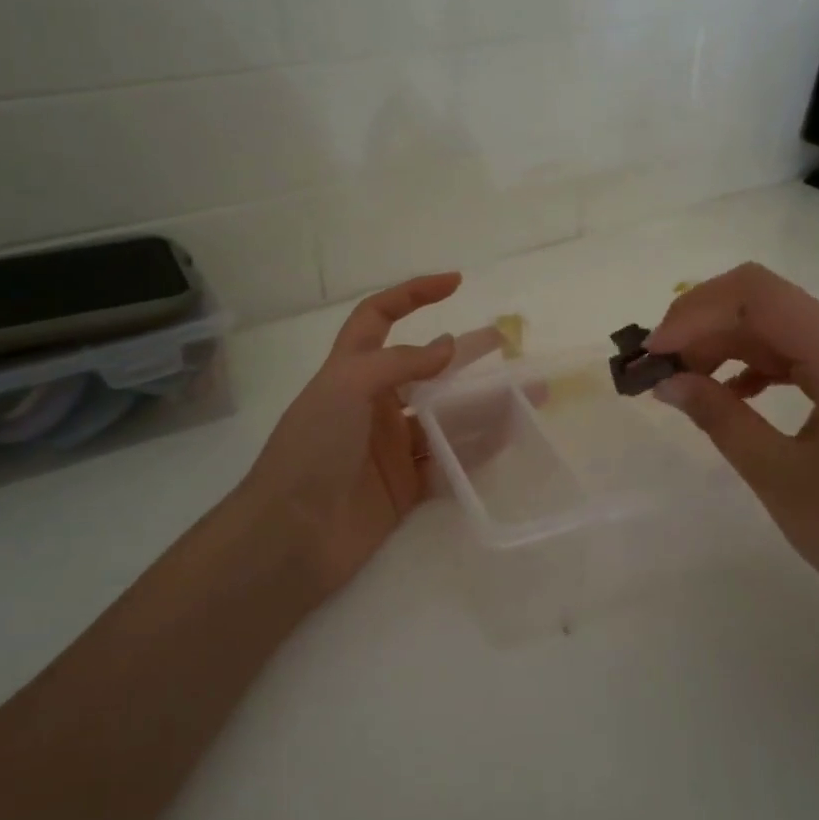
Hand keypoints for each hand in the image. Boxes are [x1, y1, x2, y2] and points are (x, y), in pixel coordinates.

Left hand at [232, 272, 494, 600]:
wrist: (291, 536)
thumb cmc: (312, 449)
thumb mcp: (347, 388)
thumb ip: (400, 363)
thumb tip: (449, 346)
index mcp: (351, 372)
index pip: (379, 317)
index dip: (412, 294)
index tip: (455, 283)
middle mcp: (373, 405)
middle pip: (426, 372)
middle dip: (466, 356)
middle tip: (508, 346)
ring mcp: (390, 448)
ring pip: (445, 419)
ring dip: (484, 407)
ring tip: (527, 398)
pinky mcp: (404, 488)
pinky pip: (448, 463)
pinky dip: (477, 452)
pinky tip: (509, 439)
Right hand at [645, 262, 818, 635]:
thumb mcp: (779, 476)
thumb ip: (720, 418)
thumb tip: (667, 381)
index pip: (759, 295)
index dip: (696, 311)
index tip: (654, 351)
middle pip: (767, 309)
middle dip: (704, 330)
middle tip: (657, 370)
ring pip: (780, 335)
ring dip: (726, 349)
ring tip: (682, 382)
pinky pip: (799, 364)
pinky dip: (756, 372)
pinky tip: (728, 397)